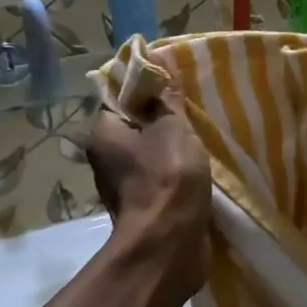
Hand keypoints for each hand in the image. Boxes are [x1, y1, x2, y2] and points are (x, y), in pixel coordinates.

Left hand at [86, 52, 210, 300]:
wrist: (170, 245)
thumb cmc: (167, 178)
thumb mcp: (172, 128)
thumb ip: (168, 98)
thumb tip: (159, 61)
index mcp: (104, 134)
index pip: (119, 96)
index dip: (145, 85)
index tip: (172, 80)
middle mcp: (107, 158)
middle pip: (135, 124)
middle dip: (162, 115)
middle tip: (192, 103)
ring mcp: (125, 185)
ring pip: (151, 152)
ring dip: (173, 144)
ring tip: (202, 130)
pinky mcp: (145, 206)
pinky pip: (162, 176)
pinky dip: (178, 169)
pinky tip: (201, 162)